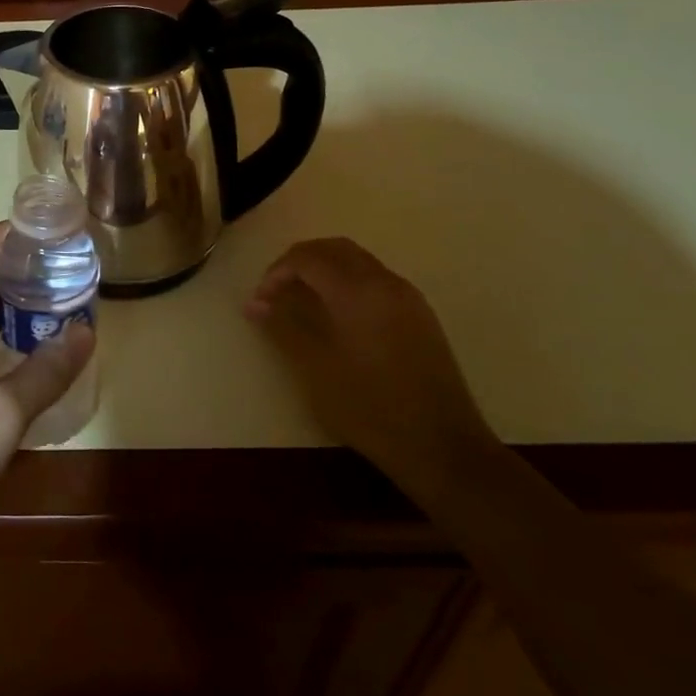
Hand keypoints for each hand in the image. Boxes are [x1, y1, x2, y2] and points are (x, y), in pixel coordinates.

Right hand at [246, 238, 497, 493]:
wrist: (441, 446)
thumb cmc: (368, 407)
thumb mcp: (315, 368)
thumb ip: (283, 326)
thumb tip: (254, 303)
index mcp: (356, 290)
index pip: (307, 257)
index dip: (277, 272)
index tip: (260, 301)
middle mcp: (384, 282)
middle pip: (335, 249)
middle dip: (300, 262)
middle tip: (277, 292)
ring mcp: (408, 297)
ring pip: (358, 261)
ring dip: (325, 269)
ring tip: (302, 302)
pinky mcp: (421, 316)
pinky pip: (377, 279)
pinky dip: (349, 282)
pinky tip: (338, 317)